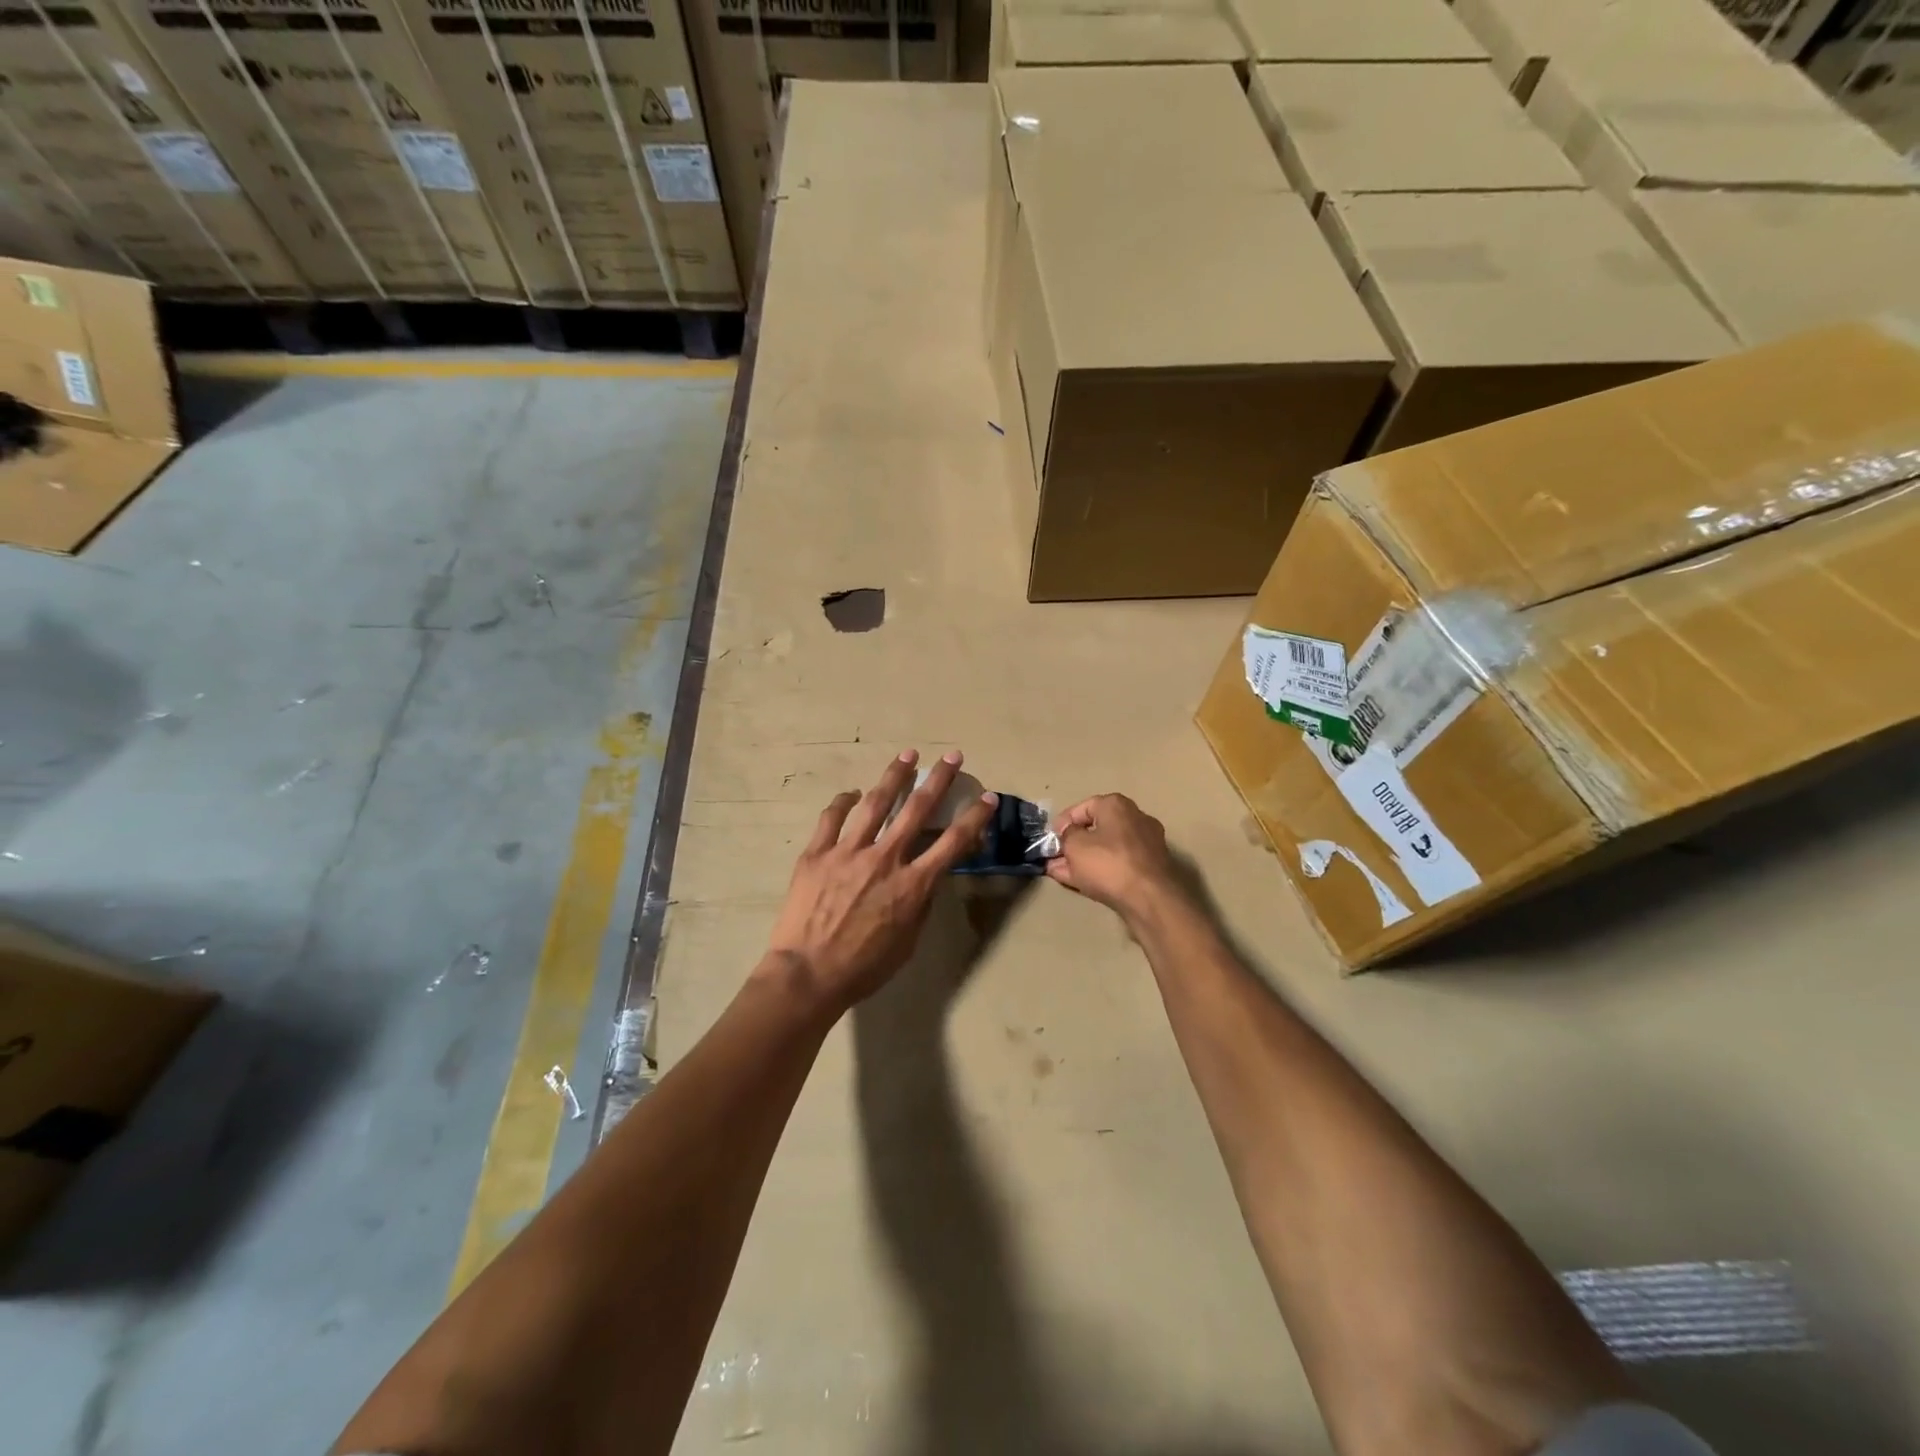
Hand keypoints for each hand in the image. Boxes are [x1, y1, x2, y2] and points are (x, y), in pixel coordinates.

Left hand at [765, 750, 997, 1014]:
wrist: (807, 974)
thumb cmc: (864, 967)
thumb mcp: (908, 941)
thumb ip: (920, 904)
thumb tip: (927, 877)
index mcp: (912, 884)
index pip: (953, 842)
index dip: (974, 817)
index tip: (987, 797)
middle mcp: (885, 858)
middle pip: (917, 809)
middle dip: (938, 779)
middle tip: (951, 755)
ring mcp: (848, 852)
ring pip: (874, 803)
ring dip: (894, 776)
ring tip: (906, 755)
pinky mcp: (817, 853)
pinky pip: (831, 818)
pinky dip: (843, 802)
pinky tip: (852, 793)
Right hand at [1045, 794, 1181, 922]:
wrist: (1149, 898)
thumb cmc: (1107, 863)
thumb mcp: (1074, 845)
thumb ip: (1066, 835)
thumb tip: (1068, 833)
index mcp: (1117, 805)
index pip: (1083, 807)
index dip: (1063, 822)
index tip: (1051, 838)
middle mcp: (1135, 819)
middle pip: (1096, 828)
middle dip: (1073, 843)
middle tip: (1054, 856)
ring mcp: (1146, 844)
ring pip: (1106, 848)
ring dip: (1083, 859)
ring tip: (1060, 871)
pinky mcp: (1150, 867)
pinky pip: (1117, 863)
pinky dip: (1099, 869)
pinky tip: (1079, 881)